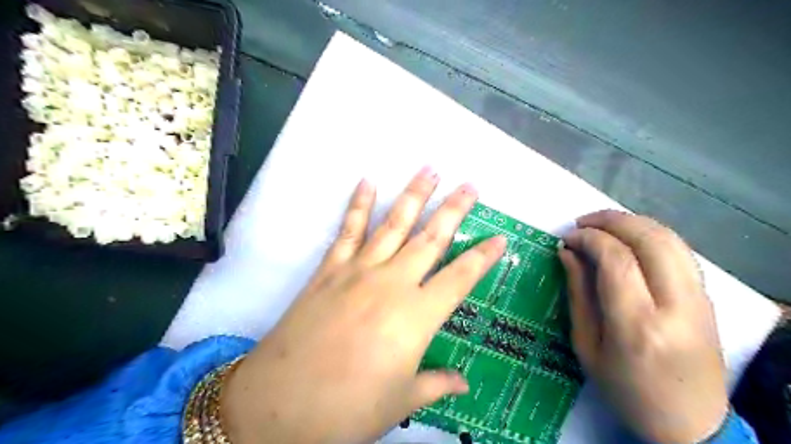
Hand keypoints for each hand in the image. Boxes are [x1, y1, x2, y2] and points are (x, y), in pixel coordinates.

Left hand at [222, 169, 506, 443]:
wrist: (280, 403)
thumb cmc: (348, 408)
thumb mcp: (400, 402)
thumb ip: (436, 384)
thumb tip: (464, 383)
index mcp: (417, 316)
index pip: (461, 278)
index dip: (483, 257)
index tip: (500, 238)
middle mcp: (392, 283)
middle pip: (431, 238)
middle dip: (454, 209)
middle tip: (470, 185)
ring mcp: (359, 270)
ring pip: (393, 224)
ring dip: (413, 195)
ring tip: (429, 170)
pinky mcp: (330, 269)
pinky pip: (348, 230)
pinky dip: (358, 204)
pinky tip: (367, 182)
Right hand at [559, 209, 725, 442]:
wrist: (690, 423)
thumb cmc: (626, 389)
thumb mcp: (587, 345)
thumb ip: (578, 293)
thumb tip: (567, 252)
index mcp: (638, 326)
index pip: (616, 260)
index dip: (588, 239)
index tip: (567, 238)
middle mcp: (675, 306)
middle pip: (648, 239)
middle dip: (610, 221)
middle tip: (582, 223)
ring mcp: (699, 300)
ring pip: (669, 238)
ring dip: (632, 222)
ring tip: (602, 226)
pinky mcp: (707, 298)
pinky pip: (679, 251)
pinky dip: (650, 235)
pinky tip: (629, 240)